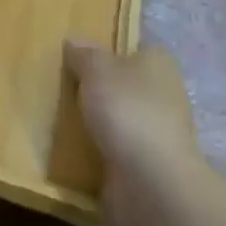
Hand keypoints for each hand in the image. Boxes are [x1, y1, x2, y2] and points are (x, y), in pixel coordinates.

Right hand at [65, 40, 203, 225]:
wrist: (152, 184)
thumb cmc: (127, 110)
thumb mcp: (96, 69)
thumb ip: (84, 54)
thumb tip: (74, 42)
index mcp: (158, 63)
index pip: (132, 50)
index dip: (106, 52)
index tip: (77, 60)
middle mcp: (165, 94)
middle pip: (125, 85)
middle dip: (99, 90)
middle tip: (63, 89)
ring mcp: (159, 134)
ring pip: (121, 119)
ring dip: (98, 124)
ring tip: (60, 121)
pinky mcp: (149, 166)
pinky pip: (117, 151)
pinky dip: (100, 152)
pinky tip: (74, 152)